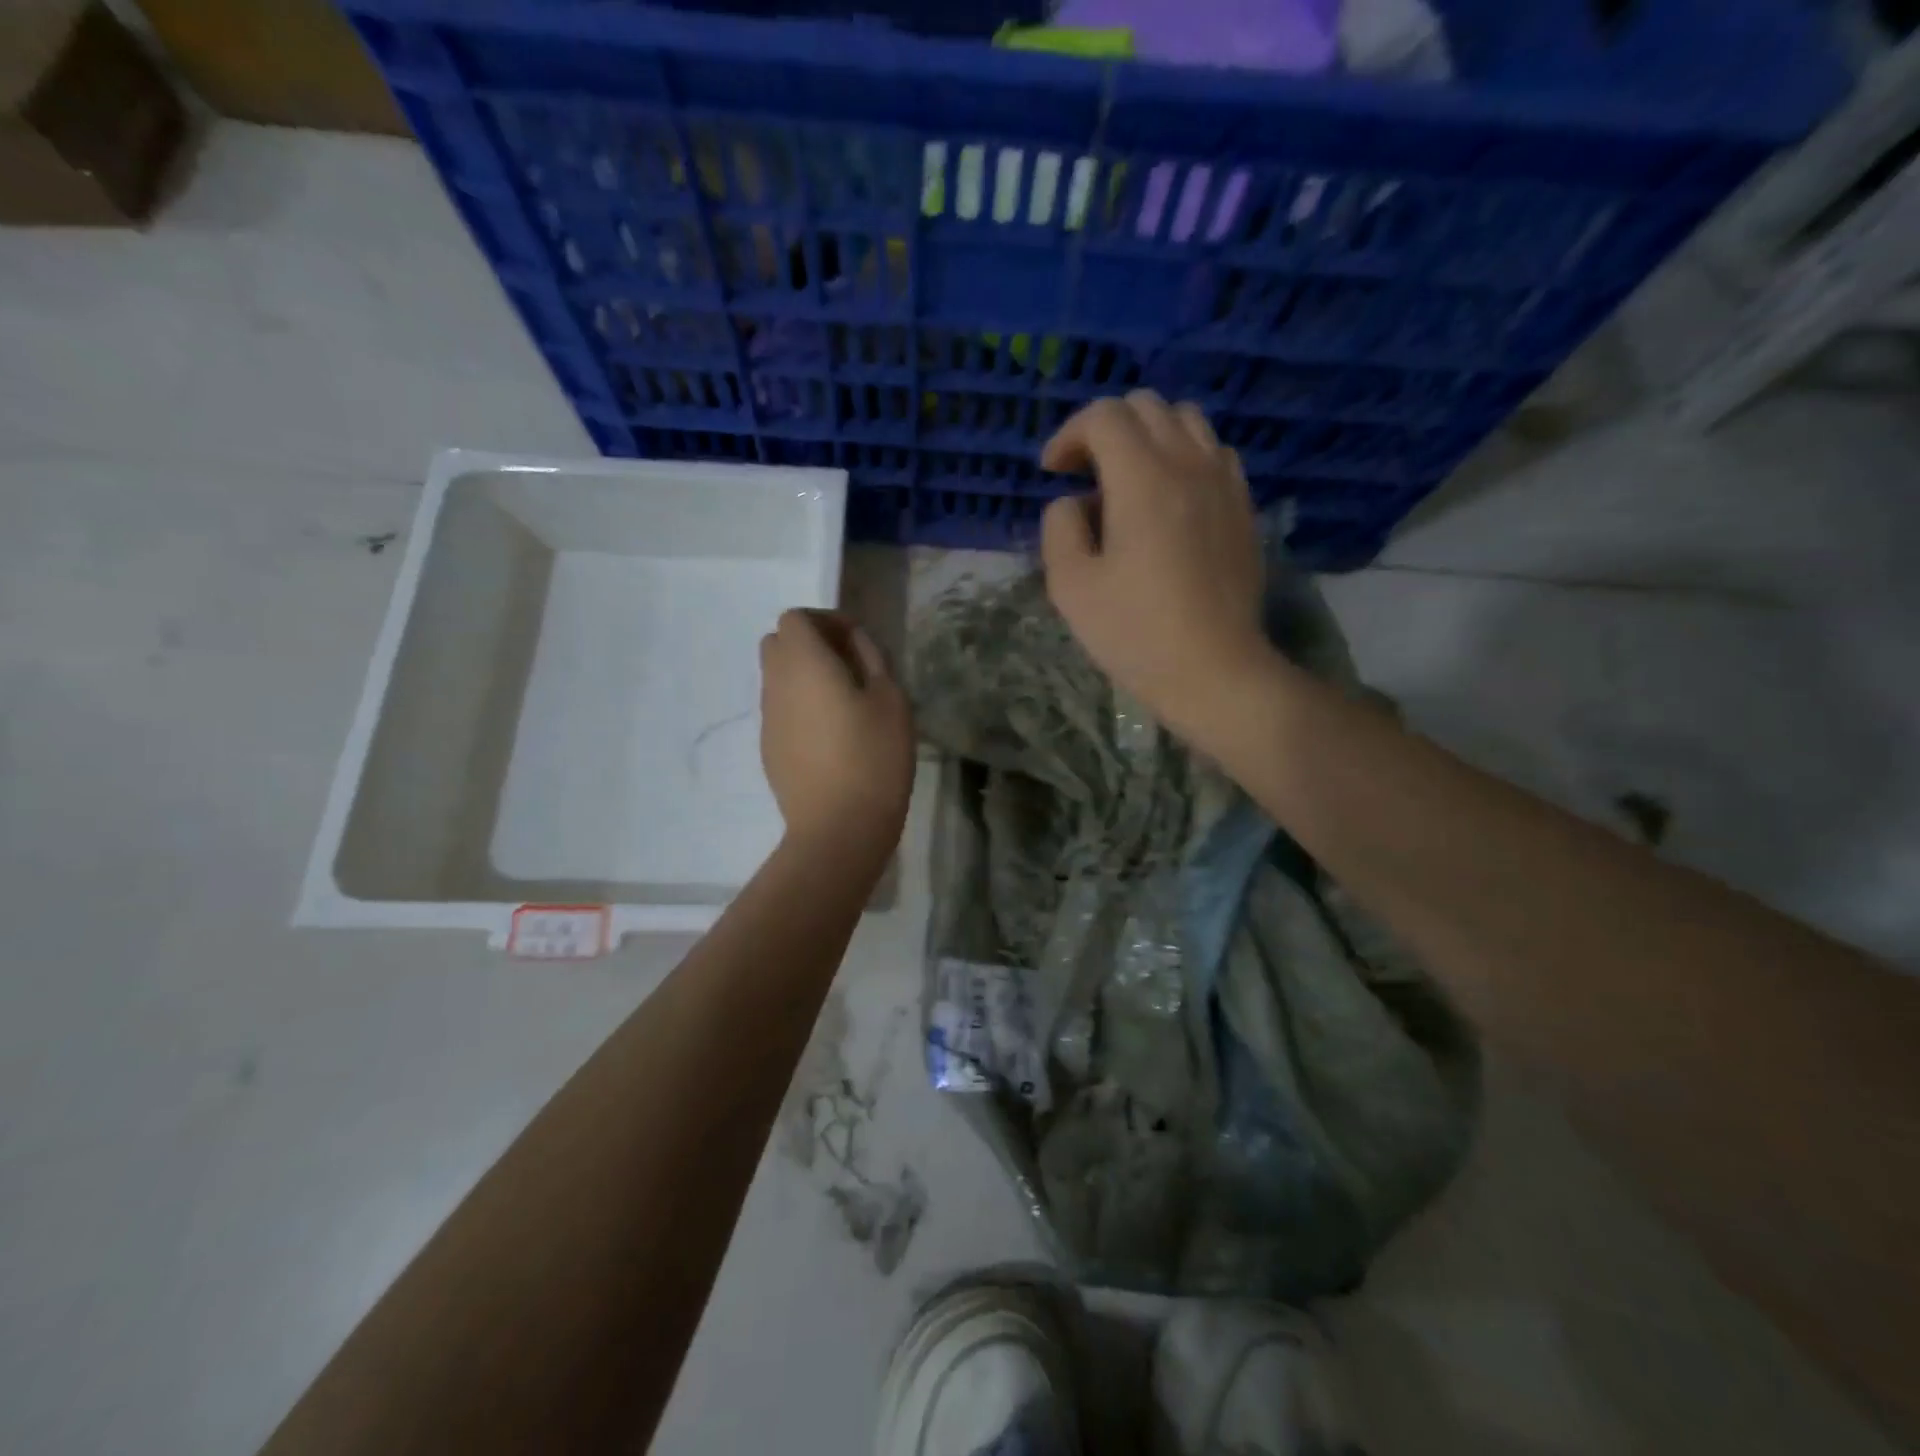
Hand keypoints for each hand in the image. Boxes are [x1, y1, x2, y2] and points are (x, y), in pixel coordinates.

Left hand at [759, 609, 913, 854]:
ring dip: (805, 676)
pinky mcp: (769, 749)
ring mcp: (768, 719)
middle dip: (810, 644)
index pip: (795, 618)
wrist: (838, 827)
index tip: (856, 640)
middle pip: (778, 643)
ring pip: (778, 678)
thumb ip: (872, 658)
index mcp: (803, 663)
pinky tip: (832, 736)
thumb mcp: (891, 700)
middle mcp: (775, 684)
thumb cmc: (873, 756)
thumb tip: (854, 641)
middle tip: (849, 666)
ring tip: (845, 702)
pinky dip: (801, 706)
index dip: (825, 620)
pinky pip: (781, 710)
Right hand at [1040, 391, 1269, 743]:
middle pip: (1146, 406)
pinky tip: (1169, 498)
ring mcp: (1224, 483)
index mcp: (1143, 480)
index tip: (1052, 472)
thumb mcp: (1071, 586)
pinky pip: (1213, 452)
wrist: (1215, 670)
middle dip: (1104, 428)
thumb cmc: (1135, 633)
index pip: (1104, 416)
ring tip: (1126, 480)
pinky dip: (1183, 456)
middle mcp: (1189, 465)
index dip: (1068, 434)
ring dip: (1147, 436)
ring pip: (1186, 421)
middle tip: (1083, 474)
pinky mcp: (1243, 507)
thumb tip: (1073, 503)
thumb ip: (1060, 528)